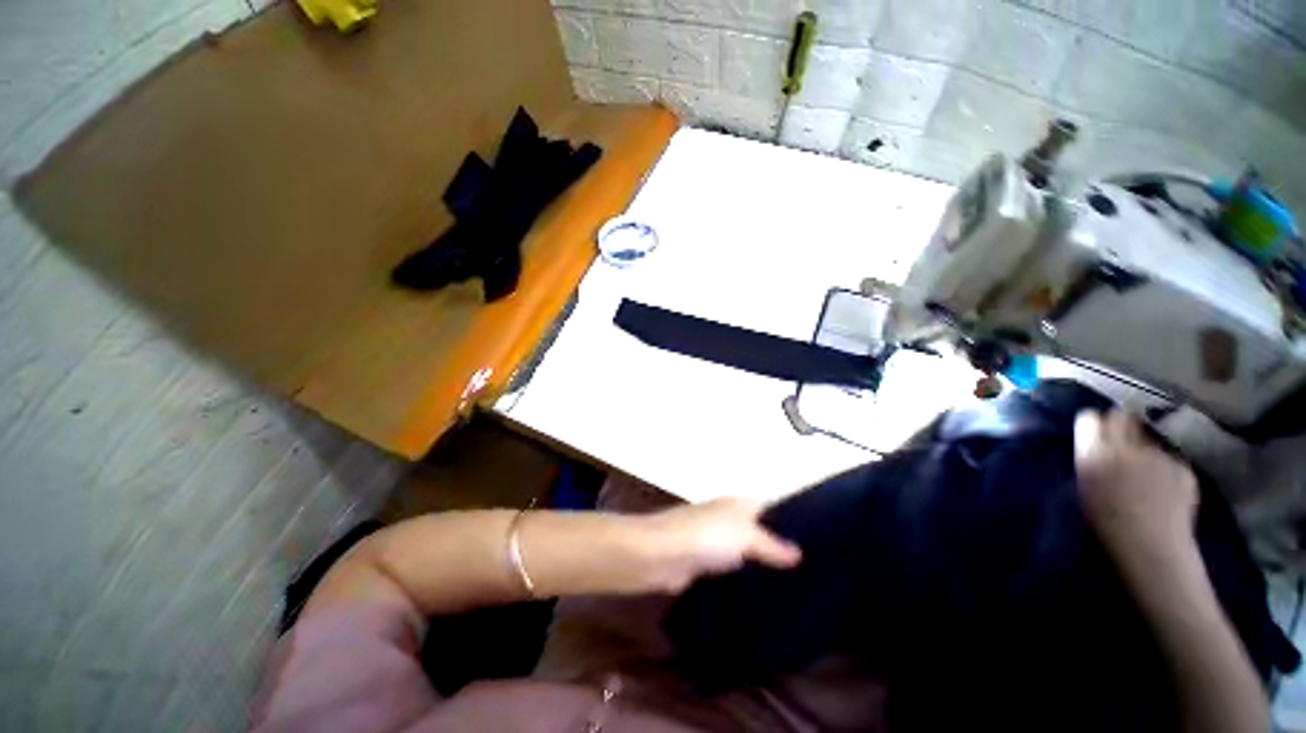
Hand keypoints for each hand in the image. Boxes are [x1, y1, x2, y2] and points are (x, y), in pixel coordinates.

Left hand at [638, 498, 801, 593]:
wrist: (658, 555)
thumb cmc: (704, 536)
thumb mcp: (744, 535)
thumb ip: (771, 544)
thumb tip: (798, 553)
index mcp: (738, 504)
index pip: (771, 508)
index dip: (793, 522)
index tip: (820, 545)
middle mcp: (728, 519)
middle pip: (759, 532)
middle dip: (780, 550)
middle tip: (813, 574)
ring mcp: (714, 542)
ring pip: (746, 554)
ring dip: (762, 569)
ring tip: (796, 592)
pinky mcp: (703, 565)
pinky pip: (731, 572)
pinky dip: (744, 583)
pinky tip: (762, 602)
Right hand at [1074, 410, 1198, 564]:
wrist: (1150, 547)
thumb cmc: (1106, 522)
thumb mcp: (1085, 486)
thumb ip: (1090, 459)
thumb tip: (1095, 444)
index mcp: (1094, 451)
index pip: (1090, 419)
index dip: (1093, 423)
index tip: (1095, 431)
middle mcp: (1126, 446)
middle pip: (1123, 418)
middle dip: (1122, 425)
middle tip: (1121, 442)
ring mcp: (1158, 455)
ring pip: (1149, 442)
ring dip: (1145, 452)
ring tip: (1145, 477)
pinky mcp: (1182, 467)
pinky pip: (1170, 461)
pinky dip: (1167, 471)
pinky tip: (1165, 492)